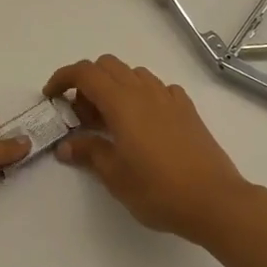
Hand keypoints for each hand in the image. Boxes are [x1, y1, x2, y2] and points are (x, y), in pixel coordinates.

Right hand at [47, 56, 256, 245]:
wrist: (214, 199)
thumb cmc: (159, 189)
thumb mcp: (115, 176)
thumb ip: (89, 153)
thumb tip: (66, 146)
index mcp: (122, 102)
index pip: (85, 73)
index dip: (63, 78)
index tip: (52, 97)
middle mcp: (144, 90)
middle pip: (107, 66)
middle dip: (88, 84)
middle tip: (82, 118)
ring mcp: (169, 97)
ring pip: (133, 75)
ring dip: (115, 88)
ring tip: (112, 124)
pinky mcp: (187, 108)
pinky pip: (157, 89)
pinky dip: (142, 97)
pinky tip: (144, 125)